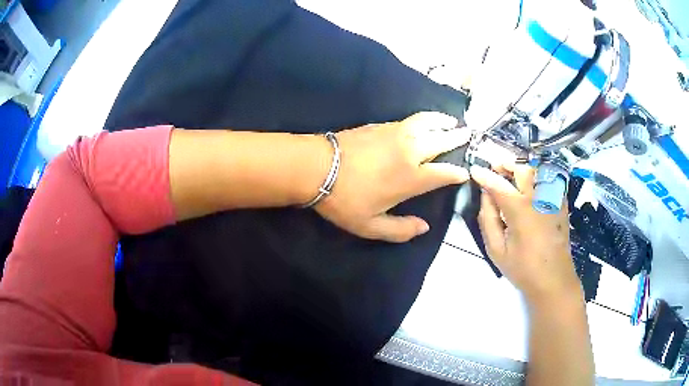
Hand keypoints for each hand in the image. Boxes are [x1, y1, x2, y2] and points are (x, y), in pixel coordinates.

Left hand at [315, 112, 470, 242]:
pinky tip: (423, 122)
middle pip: (441, 140)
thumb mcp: (371, 226)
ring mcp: (395, 133)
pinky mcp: (380, 125)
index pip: (444, 172)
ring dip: (442, 121)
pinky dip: (423, 118)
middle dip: (457, 137)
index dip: (457, 172)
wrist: (316, 167)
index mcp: (411, 177)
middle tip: (468, 133)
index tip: (465, 171)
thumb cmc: (344, 200)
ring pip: (427, 123)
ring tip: (451, 121)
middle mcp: (409, 151)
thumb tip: (424, 227)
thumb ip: (401, 230)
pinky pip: (409, 119)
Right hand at [470, 164, 581, 303]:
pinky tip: (532, 185)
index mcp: (520, 210)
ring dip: (522, 168)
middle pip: (521, 169)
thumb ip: (488, 220)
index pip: (498, 184)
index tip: (474, 170)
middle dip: (506, 164)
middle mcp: (538, 198)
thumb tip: (486, 197)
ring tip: (512, 174)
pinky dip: (538, 176)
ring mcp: (552, 199)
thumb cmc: (523, 268)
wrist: (553, 279)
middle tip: (495, 169)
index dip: (484, 175)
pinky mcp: (561, 204)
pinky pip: (550, 180)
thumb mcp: (496, 250)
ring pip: (537, 171)